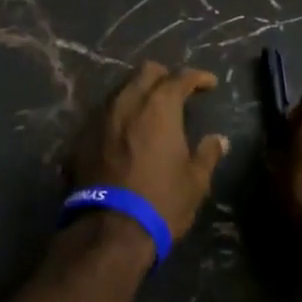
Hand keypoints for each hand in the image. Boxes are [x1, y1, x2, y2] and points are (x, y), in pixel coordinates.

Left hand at [74, 62, 226, 239]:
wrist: (109, 229)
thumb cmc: (161, 201)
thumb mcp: (195, 181)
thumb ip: (207, 154)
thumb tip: (219, 140)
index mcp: (159, 106)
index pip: (180, 77)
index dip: (198, 77)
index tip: (210, 84)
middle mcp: (127, 101)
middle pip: (146, 72)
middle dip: (165, 77)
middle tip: (178, 93)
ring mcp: (100, 116)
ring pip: (122, 90)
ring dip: (139, 94)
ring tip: (151, 113)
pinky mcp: (82, 135)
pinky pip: (104, 114)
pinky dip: (120, 117)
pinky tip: (126, 135)